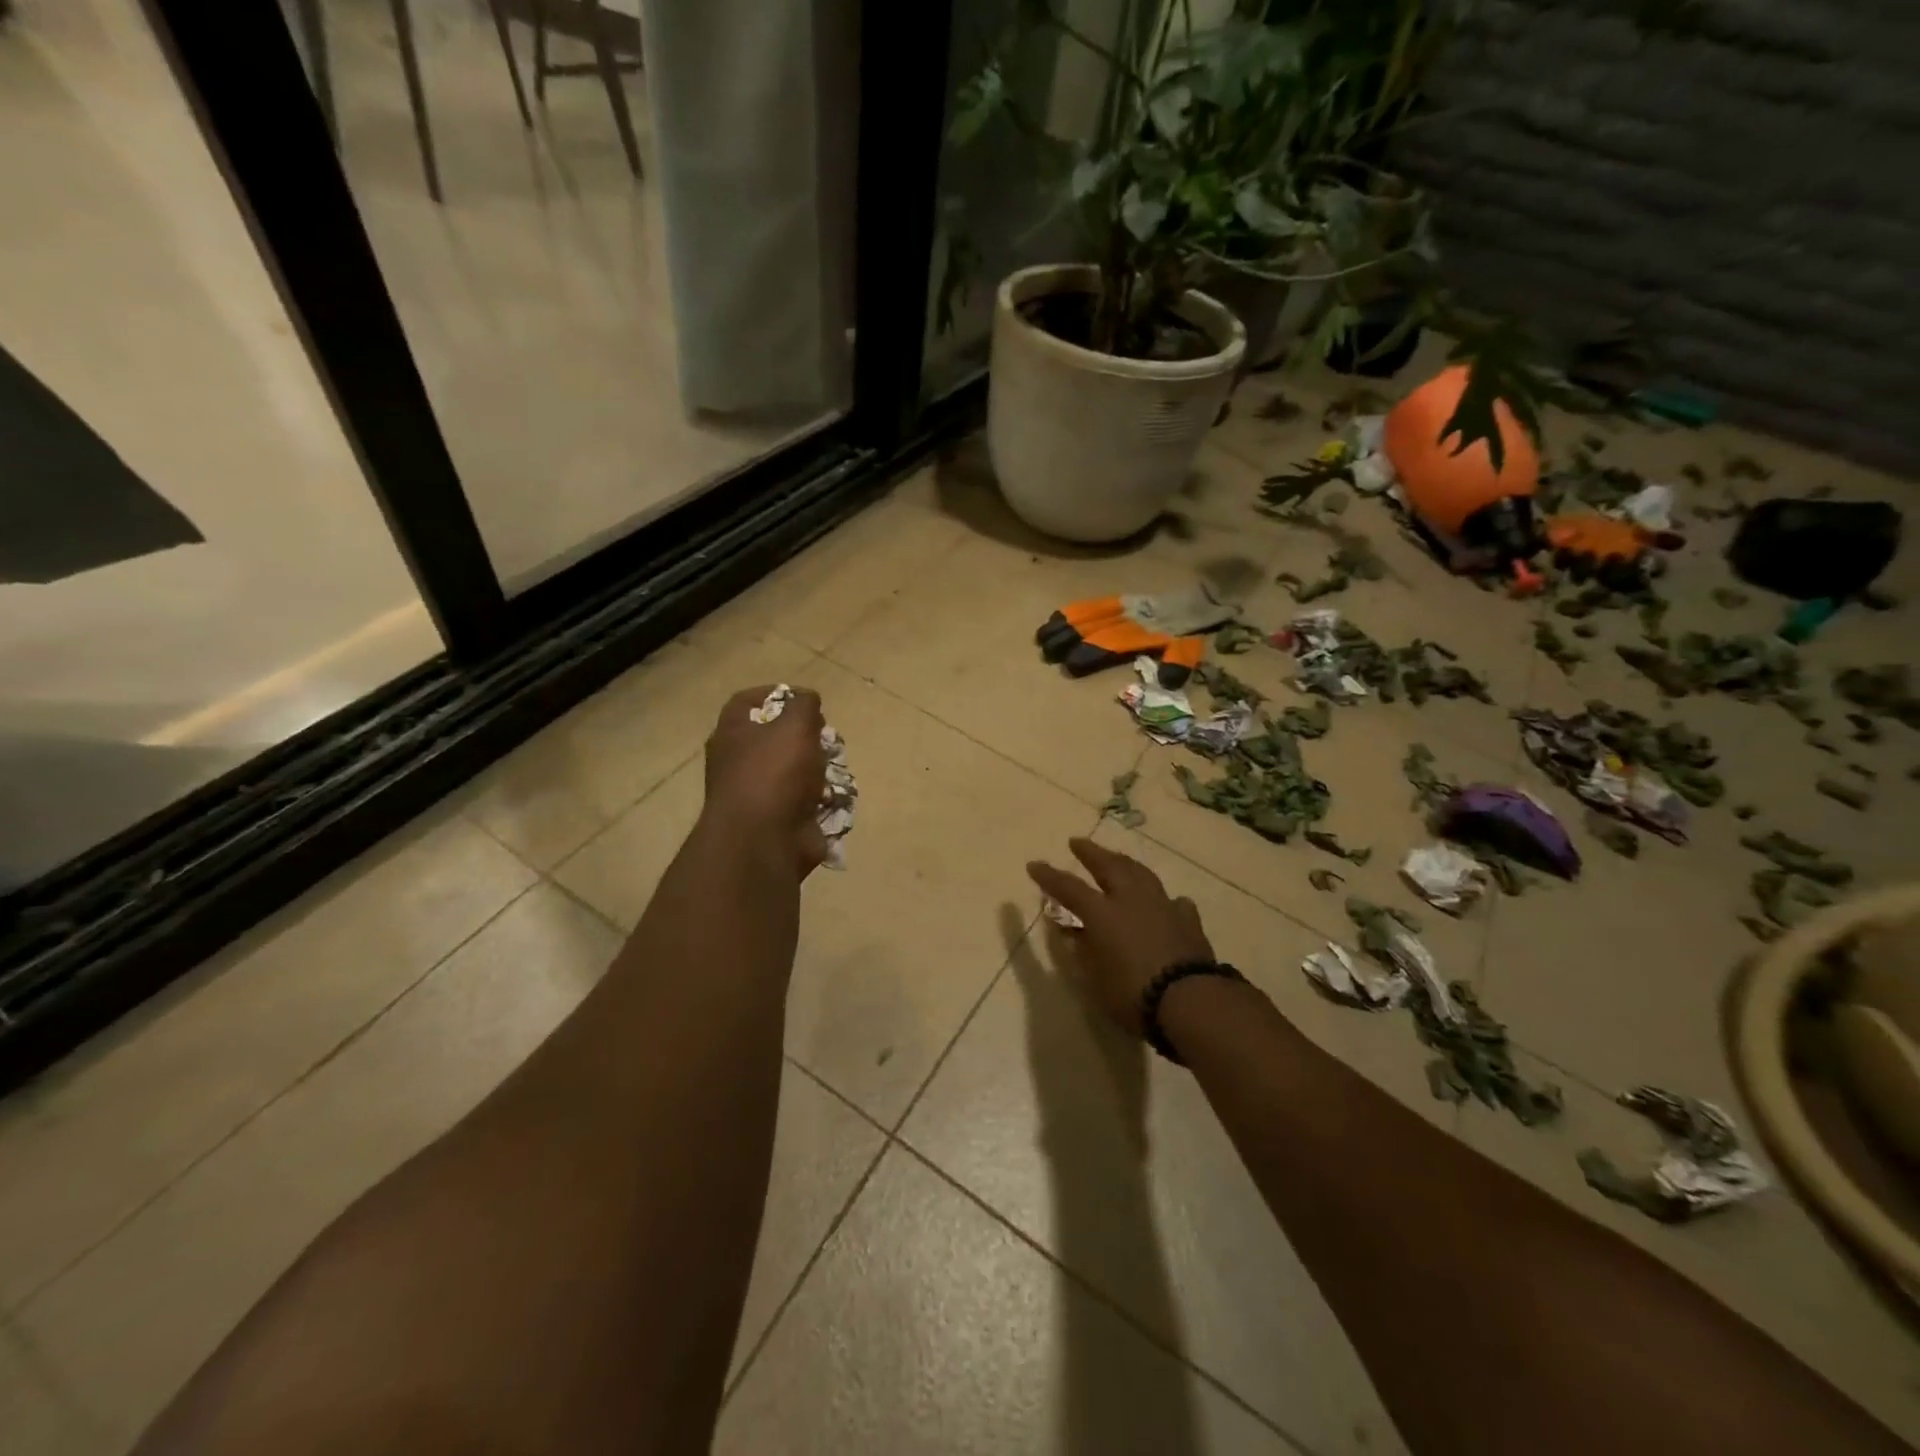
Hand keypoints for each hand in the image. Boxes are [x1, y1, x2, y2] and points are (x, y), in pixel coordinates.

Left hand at [704, 685, 829, 874]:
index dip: (775, 693)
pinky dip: (822, 800)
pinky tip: (835, 797)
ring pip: (794, 771)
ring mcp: (758, 795)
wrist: (764, 842)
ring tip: (836, 768)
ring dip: (819, 768)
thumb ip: (804, 706)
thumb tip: (807, 699)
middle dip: (806, 736)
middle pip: (775, 738)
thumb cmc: (774, 774)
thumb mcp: (794, 725)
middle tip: (826, 736)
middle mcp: (739, 763)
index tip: (804, 698)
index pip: (746, 702)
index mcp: (733, 735)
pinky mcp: (779, 821)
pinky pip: (805, 803)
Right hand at [1025, 838, 1214, 1037]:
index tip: (1034, 865)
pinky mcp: (1188, 921)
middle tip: (1078, 842)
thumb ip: (1082, 951)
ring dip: (1125, 863)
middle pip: (1109, 866)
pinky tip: (1166, 901)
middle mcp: (1131, 900)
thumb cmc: (1132, 994)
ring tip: (1117, 859)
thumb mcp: (1095, 980)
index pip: (1069, 888)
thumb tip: (1071, 933)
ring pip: (1141, 874)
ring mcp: (1163, 906)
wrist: (1190, 1000)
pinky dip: (1164, 899)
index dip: (1050, 877)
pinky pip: (1174, 902)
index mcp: (1103, 913)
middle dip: (1091, 853)